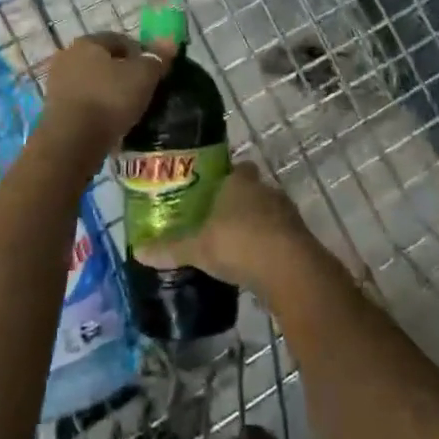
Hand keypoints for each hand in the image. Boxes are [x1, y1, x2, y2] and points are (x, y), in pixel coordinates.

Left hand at [40, 32, 175, 148]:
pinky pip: (83, 102)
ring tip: (128, 110)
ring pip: (93, 82)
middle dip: (123, 73)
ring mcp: (58, 83)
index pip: (120, 40)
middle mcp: (68, 56)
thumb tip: (169, 41)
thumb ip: (157, 58)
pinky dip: (97, 108)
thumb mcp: (143, 76)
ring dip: (109, 92)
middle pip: (104, 61)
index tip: (154, 73)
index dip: (141, 53)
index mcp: (87, 42)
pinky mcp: (53, 108)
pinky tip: (110, 122)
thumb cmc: (110, 100)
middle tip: (142, 91)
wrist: (72, 142)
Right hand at [139, 162, 315, 290]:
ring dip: (257, 224)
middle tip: (218, 219)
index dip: (226, 177)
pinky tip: (256, 263)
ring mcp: (286, 213)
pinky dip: (270, 246)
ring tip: (236, 244)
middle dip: (239, 202)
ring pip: (268, 212)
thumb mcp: (198, 248)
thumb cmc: (238, 243)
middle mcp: (265, 190)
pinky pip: (280, 236)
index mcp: (239, 182)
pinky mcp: (300, 238)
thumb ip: (171, 248)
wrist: (289, 270)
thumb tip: (138, 251)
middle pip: (252, 189)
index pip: (235, 169)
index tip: (211, 190)